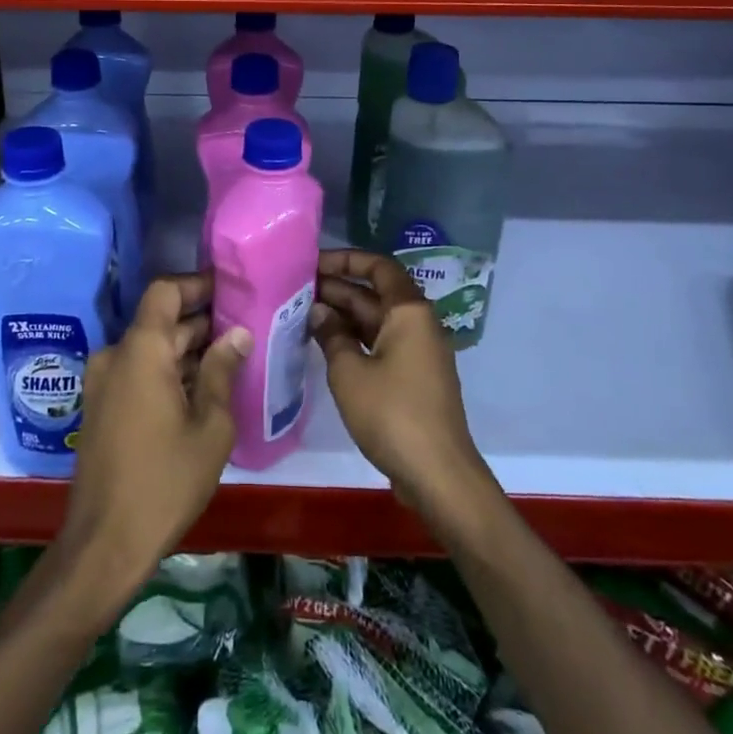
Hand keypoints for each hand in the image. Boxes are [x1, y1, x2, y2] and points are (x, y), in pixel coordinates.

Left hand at [57, 273, 247, 604]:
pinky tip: (201, 390)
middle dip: (201, 322)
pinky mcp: (100, 408)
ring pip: (150, 349)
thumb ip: (222, 372)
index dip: (196, 284)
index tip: (230, 290)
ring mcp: (103, 383)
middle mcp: (116, 356)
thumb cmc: (165, 481)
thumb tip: (237, 334)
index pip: (165, 291)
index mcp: (141, 350)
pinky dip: (167, 372)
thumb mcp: (210, 427)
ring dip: (185, 350)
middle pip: (160, 322)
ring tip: (231, 359)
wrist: (105, 543)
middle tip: (244, 329)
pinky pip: (137, 373)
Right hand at [313, 249, 493, 520]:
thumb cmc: (392, 414)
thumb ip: (331, 335)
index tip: (312, 263)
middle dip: (337, 288)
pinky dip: (354, 339)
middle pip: (375, 293)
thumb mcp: (349, 371)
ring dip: (343, 315)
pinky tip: (324, 344)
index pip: (378, 266)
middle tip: (295, 289)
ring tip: (302, 313)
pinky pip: (380, 344)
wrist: (437, 474)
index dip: (345, 259)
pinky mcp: (413, 377)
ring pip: (376, 320)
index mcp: (409, 311)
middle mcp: (417, 323)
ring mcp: (417, 351)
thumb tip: (318, 310)